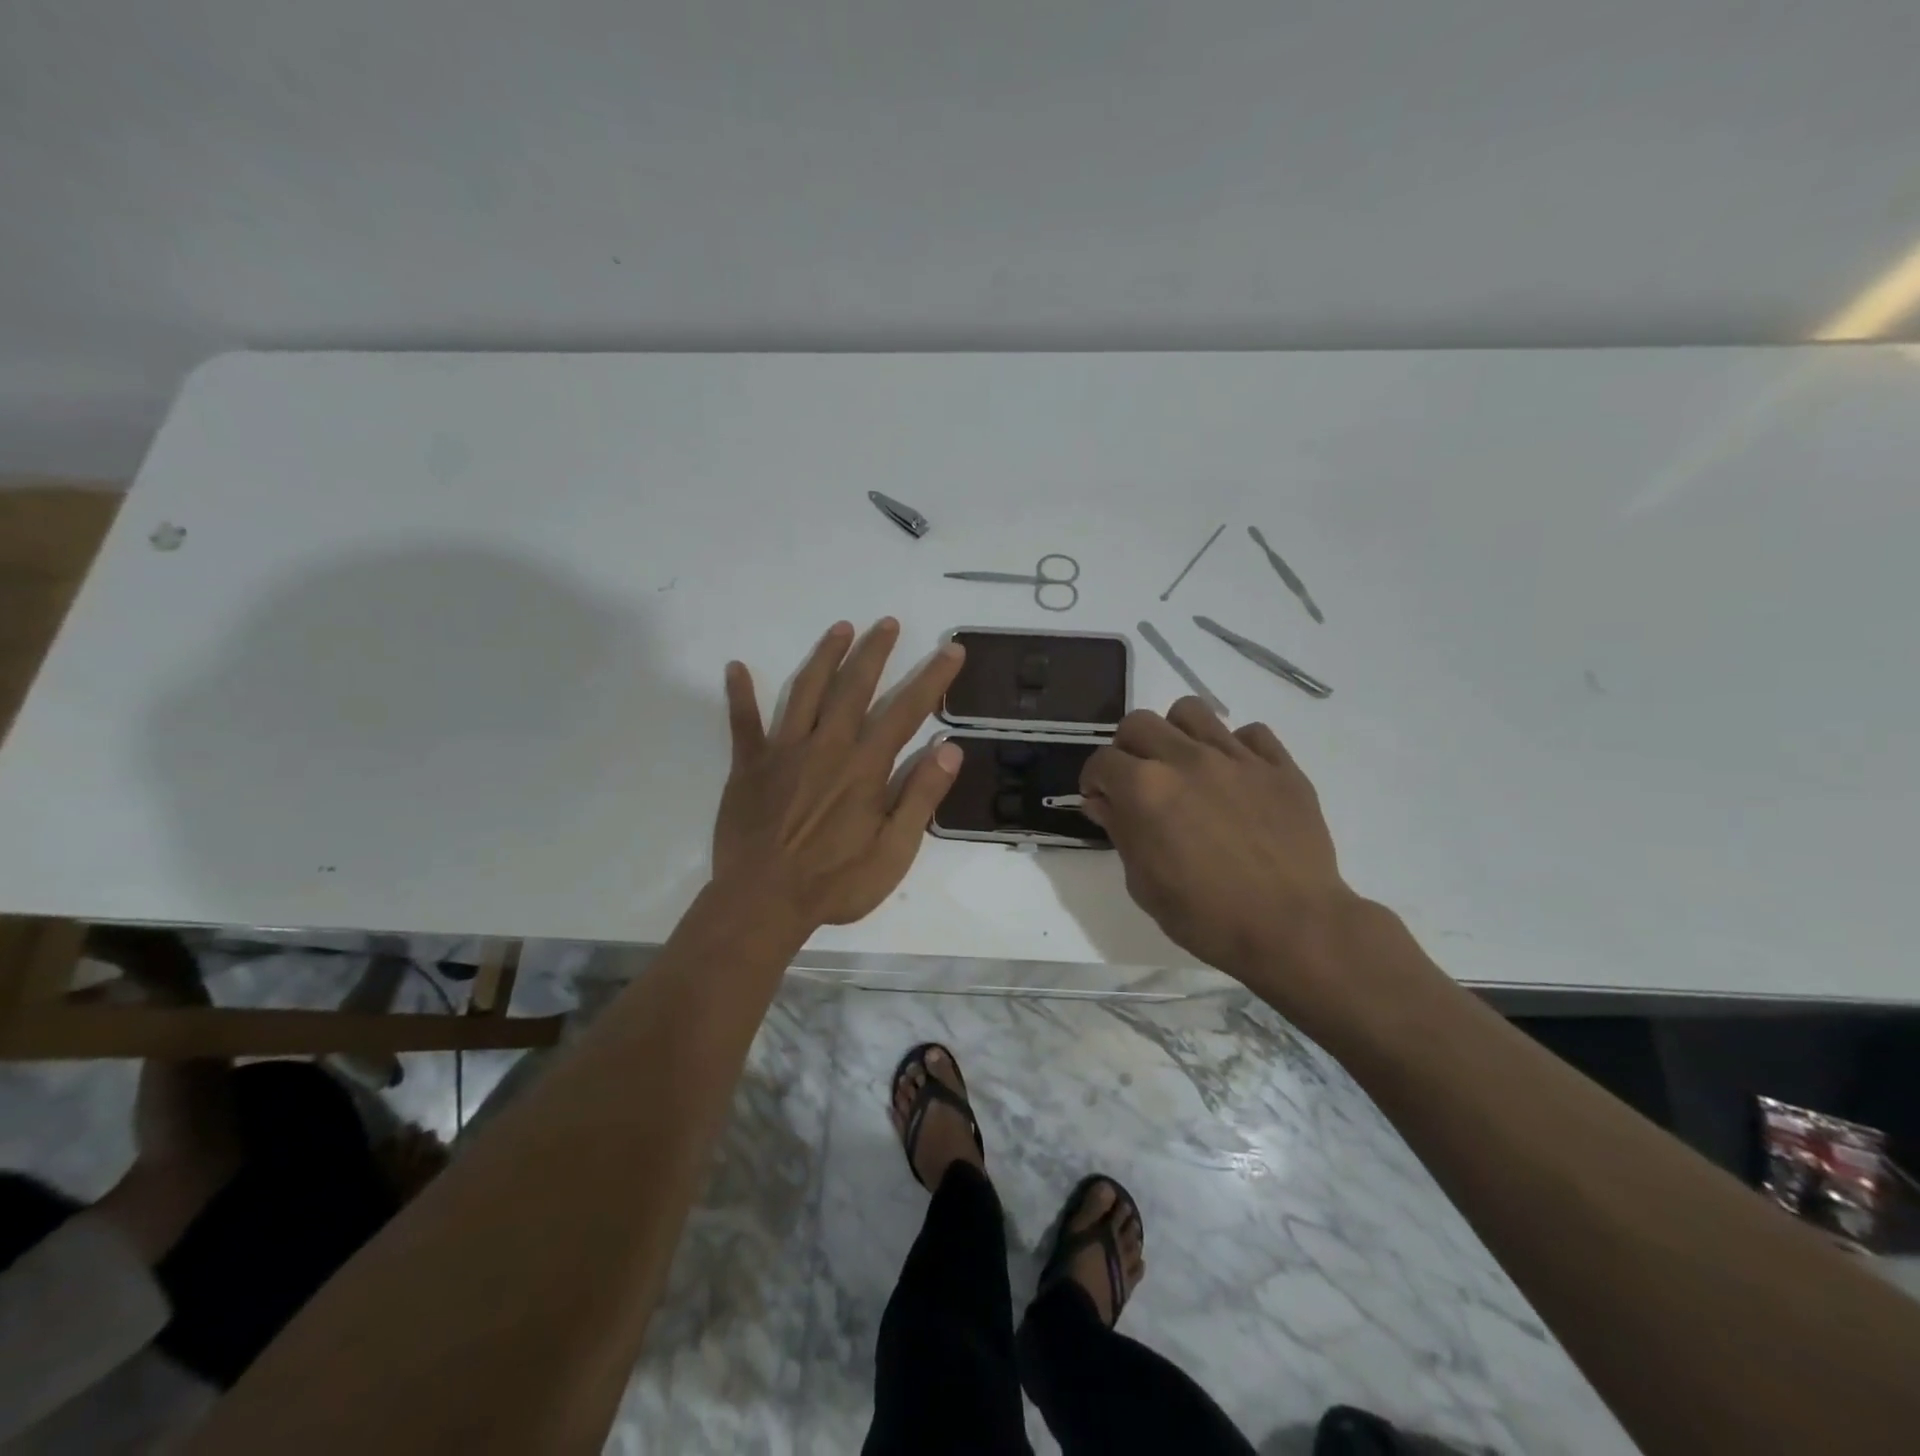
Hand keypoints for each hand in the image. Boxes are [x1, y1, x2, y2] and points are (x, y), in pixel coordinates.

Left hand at [713, 619, 965, 929]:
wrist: (763, 902)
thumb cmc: (835, 882)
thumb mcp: (894, 851)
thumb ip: (921, 797)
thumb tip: (950, 750)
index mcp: (864, 767)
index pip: (906, 710)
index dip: (932, 678)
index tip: (950, 649)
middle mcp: (827, 746)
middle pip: (853, 687)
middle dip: (874, 652)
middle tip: (887, 623)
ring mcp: (783, 752)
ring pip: (805, 691)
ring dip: (824, 657)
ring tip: (840, 628)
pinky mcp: (748, 766)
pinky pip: (742, 723)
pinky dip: (740, 695)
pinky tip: (736, 667)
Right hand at [1079, 698, 1359, 994]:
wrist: (1292, 928)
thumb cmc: (1206, 917)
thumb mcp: (1144, 884)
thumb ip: (1120, 832)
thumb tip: (1102, 802)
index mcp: (1145, 788)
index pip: (1101, 761)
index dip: (1094, 781)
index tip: (1100, 801)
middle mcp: (1186, 759)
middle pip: (1139, 723)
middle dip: (1127, 748)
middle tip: (1137, 781)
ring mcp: (1236, 758)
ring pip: (1191, 711)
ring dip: (1176, 734)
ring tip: (1184, 766)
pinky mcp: (1279, 766)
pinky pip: (1251, 733)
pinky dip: (1235, 748)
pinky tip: (1235, 778)